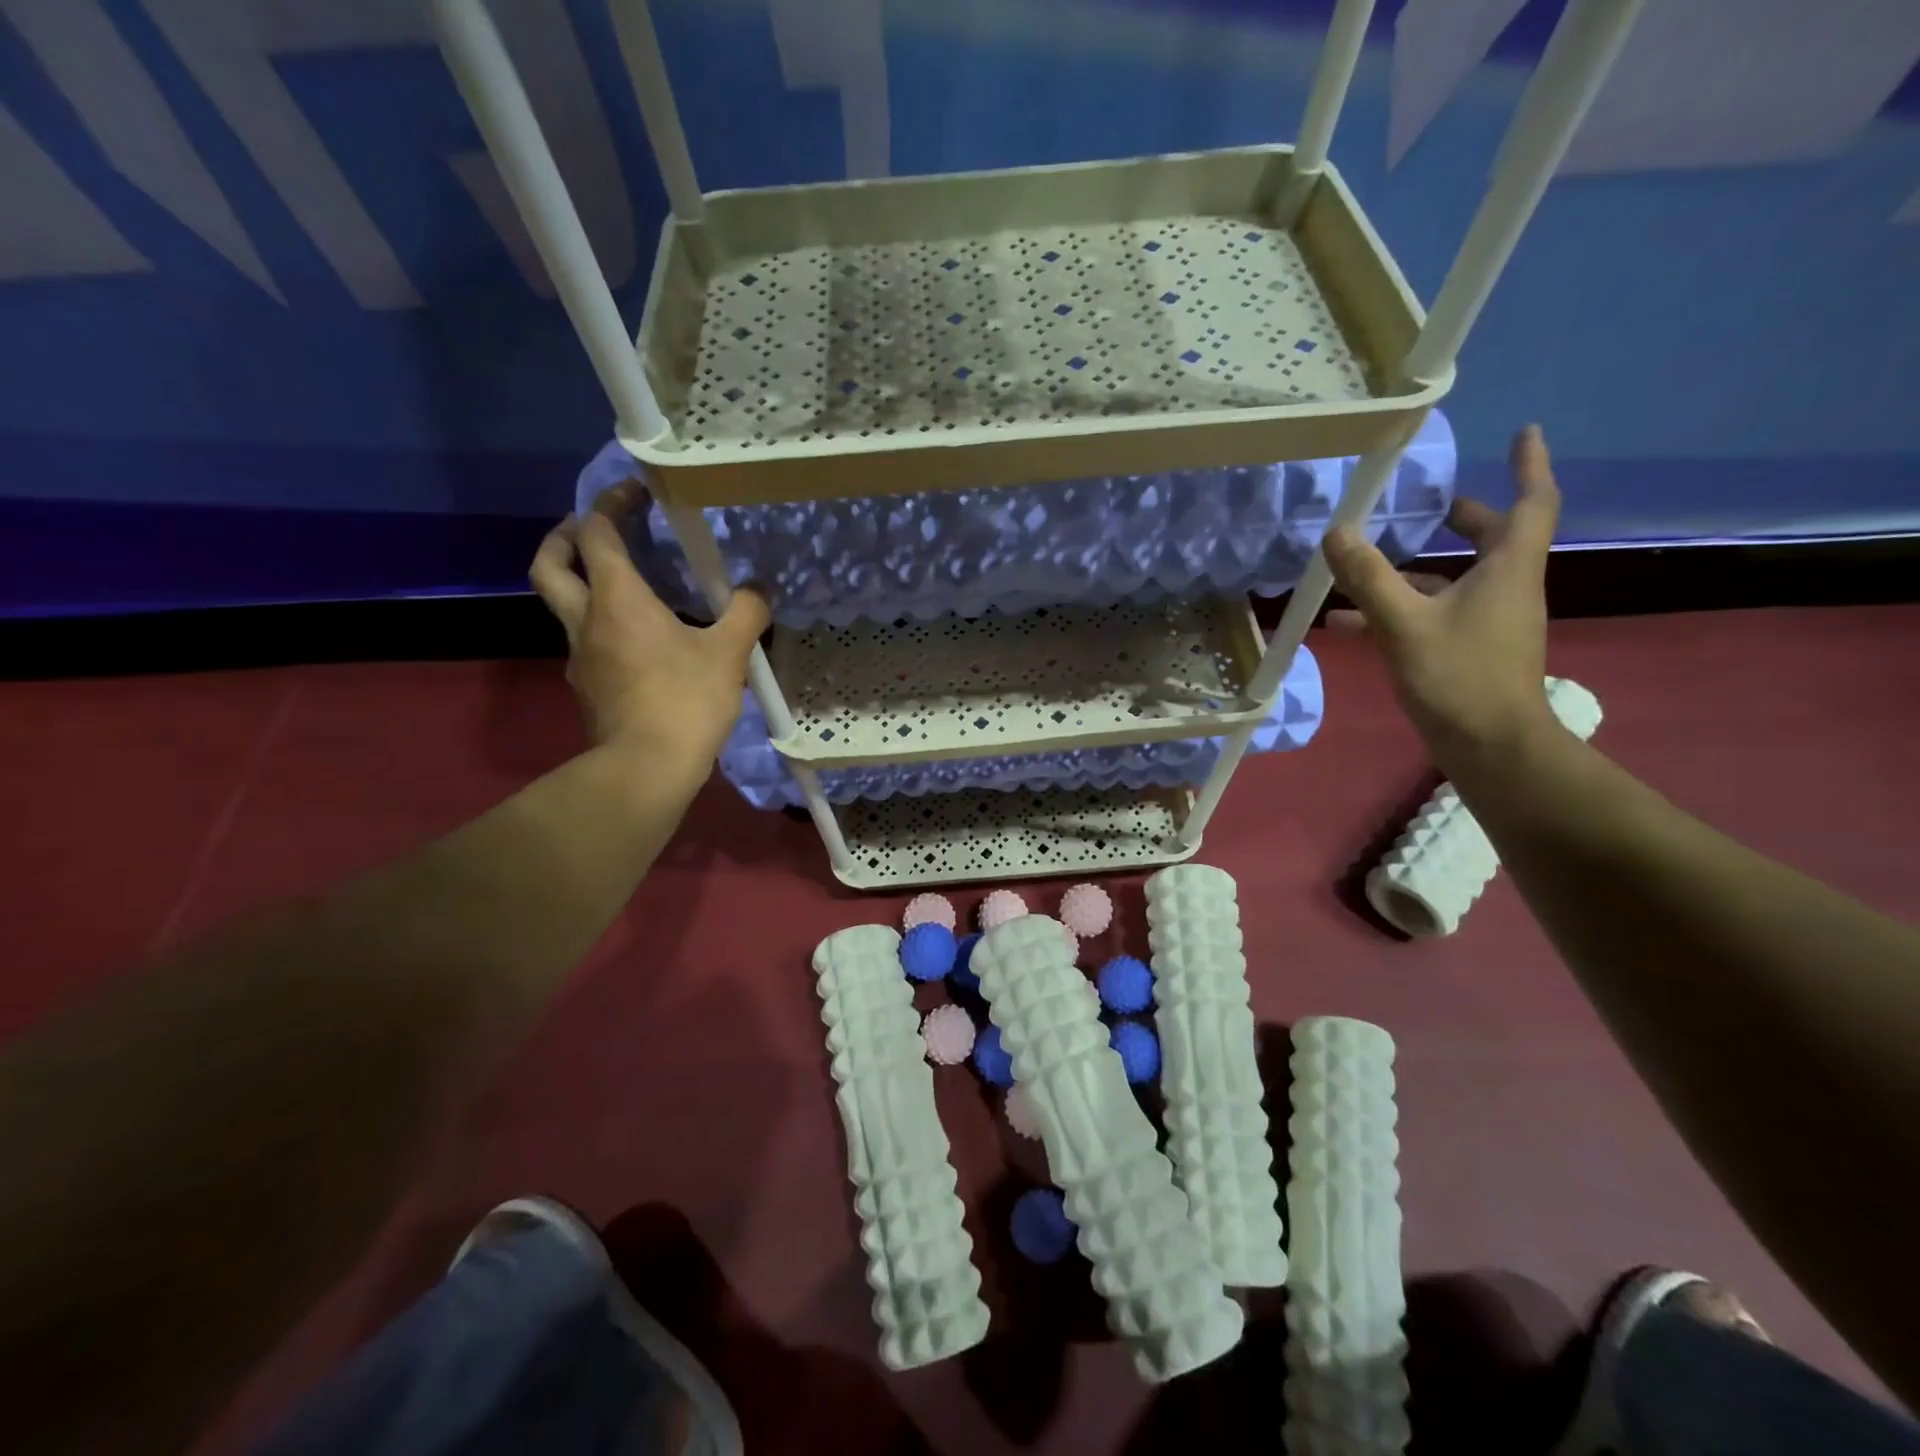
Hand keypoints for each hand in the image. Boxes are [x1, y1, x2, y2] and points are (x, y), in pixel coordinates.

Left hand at [529, 485, 769, 771]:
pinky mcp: (588, 688)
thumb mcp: (728, 653)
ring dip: (586, 586)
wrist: (646, 769)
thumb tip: (758, 590)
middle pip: (551, 564)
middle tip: (592, 529)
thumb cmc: (684, 701)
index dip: (610, 504)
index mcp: (617, 599)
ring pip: (566, 606)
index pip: (596, 533)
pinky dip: (605, 628)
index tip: (635, 493)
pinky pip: (589, 643)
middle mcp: (586, 620)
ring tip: (630, 590)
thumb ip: (746, 613)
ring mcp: (580, 657)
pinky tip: (642, 644)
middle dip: (564, 537)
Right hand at [1323, 424, 1560, 769]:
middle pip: (1490, 540)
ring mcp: (1487, 623)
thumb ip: (1369, 577)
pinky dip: (1397, 612)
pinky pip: (1431, 616)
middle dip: (1461, 518)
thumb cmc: (1459, 677)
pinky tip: (1348, 625)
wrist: (1490, 748)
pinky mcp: (1467, 651)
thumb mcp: (1405, 624)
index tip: (1523, 432)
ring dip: (1411, 573)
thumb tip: (1337, 532)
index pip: (1531, 503)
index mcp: (1507, 570)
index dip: (1528, 465)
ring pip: (1451, 582)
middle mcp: (1505, 589)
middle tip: (1429, 504)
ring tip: (1361, 568)